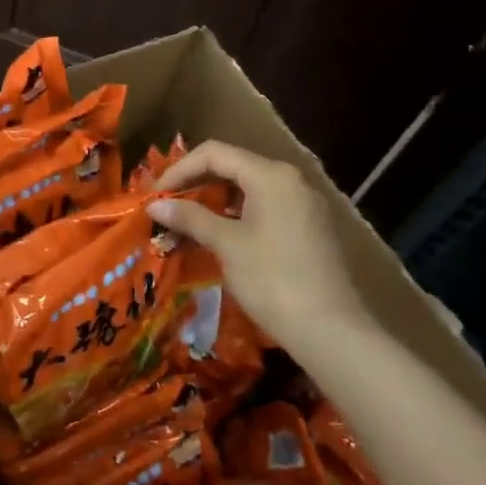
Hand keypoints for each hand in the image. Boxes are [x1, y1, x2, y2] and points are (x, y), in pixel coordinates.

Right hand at [148, 141, 375, 349]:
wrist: (330, 330)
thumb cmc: (272, 280)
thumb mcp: (226, 245)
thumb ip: (190, 218)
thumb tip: (154, 206)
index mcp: (270, 176)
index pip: (214, 153)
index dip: (178, 170)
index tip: (155, 196)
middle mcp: (290, 180)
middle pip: (232, 167)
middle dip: (195, 184)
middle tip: (166, 208)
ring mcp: (303, 204)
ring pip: (248, 189)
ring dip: (213, 202)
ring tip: (185, 224)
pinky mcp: (309, 227)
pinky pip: (264, 207)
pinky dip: (236, 215)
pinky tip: (218, 238)